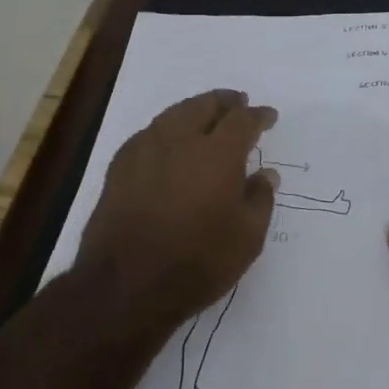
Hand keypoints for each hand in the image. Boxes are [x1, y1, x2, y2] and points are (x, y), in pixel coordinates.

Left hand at [78, 90, 279, 325]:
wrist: (124, 286)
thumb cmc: (196, 263)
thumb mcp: (246, 239)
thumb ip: (260, 200)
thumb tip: (266, 175)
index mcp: (218, 153)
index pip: (242, 120)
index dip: (258, 116)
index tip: (268, 116)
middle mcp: (181, 140)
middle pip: (205, 105)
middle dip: (225, 102)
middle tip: (238, 103)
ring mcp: (146, 149)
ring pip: (175, 113)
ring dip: (195, 109)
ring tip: (206, 114)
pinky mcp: (120, 165)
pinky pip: (150, 131)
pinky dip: (167, 128)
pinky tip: (169, 140)